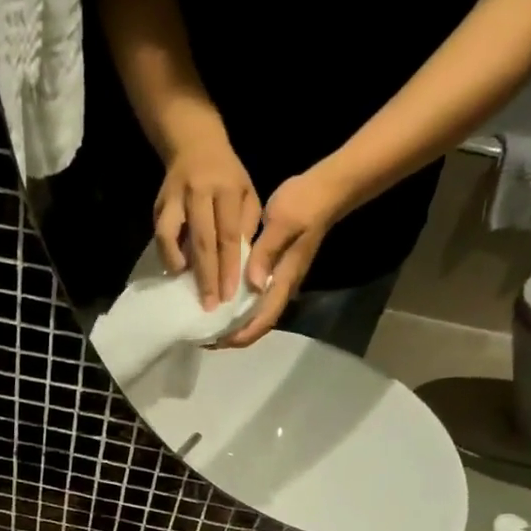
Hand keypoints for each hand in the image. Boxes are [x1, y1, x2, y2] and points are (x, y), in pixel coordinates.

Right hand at [154, 129, 259, 310]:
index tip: (228, 294)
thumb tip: (242, 263)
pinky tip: (174, 268)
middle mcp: (199, 192)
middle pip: (202, 240)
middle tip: (209, 304)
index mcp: (226, 189)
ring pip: (172, 235)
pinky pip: (160, 234)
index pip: (227, 235)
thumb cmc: (227, 174)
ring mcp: (175, 198)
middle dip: (206, 276)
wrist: (194, 142)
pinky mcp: (159, 205)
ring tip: (185, 287)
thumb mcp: (247, 192)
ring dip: (178, 263)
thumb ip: (245, 224)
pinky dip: (166, 253)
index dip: (228, 267)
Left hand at [225, 165, 351, 346]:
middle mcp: (282, 287)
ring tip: (207, 325)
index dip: (241, 335)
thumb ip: (266, 252)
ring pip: (255, 313)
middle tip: (204, 338)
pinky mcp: (273, 271)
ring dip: (233, 324)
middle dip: (232, 336)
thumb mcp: (283, 221)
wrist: (325, 189)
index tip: (217, 341)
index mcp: (284, 280)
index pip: (264, 319)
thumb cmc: (304, 203)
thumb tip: (253, 285)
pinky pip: (253, 298)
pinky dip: (235, 306)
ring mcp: (278, 280)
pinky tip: (217, 301)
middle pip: (258, 324)